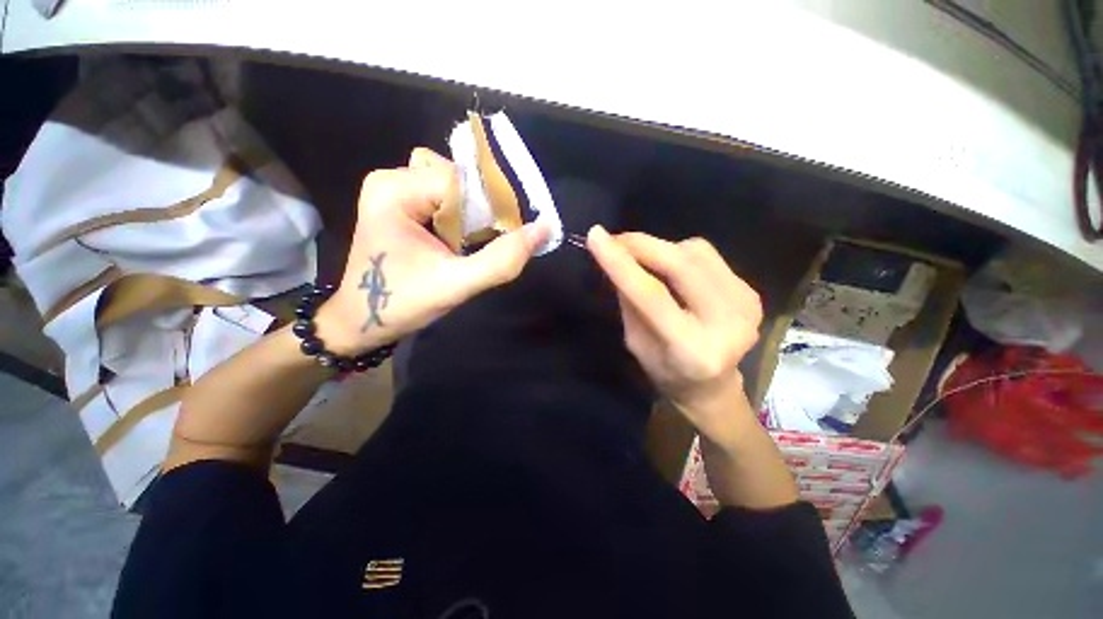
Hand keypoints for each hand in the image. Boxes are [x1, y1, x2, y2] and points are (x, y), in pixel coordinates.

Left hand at [315, 148, 547, 355]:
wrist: (361, 321)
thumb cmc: (401, 304)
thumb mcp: (456, 285)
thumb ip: (501, 260)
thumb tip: (545, 229)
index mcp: (396, 191)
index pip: (461, 181)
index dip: (492, 206)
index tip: (508, 236)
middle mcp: (392, 179)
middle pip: (458, 178)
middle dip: (482, 210)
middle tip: (489, 243)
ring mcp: (395, 190)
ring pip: (454, 186)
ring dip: (472, 212)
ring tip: (472, 243)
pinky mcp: (401, 203)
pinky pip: (444, 196)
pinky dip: (461, 215)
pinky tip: (460, 239)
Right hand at [586, 226, 762, 441]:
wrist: (714, 387)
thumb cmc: (666, 372)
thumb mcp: (636, 343)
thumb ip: (629, 301)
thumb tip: (618, 258)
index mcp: (691, 349)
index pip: (652, 296)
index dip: (621, 263)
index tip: (595, 235)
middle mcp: (727, 324)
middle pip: (681, 265)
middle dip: (642, 244)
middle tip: (614, 239)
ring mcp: (746, 305)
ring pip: (696, 252)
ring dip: (661, 248)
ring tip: (643, 259)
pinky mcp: (751, 292)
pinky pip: (708, 257)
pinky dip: (681, 254)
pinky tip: (671, 268)